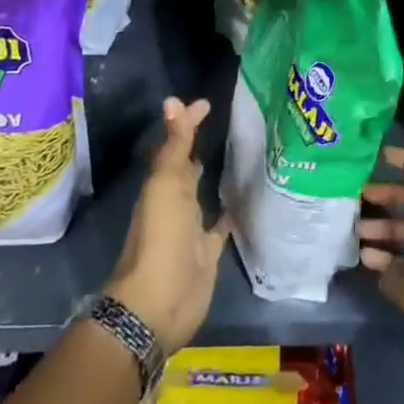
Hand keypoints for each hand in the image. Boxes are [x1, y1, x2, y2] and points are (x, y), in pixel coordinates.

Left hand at [104, 97, 229, 352]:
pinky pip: (219, 228)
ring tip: (243, 157)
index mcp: (163, 184)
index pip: (176, 144)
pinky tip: (245, 203)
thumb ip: (174, 145)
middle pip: (188, 168)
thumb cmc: (160, 238)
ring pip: (203, 196)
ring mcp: (191, 229)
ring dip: (214, 178)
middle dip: (200, 147)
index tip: (207, 103)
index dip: (188, 123)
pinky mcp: (208, 253)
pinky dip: (229, 215)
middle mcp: (176, 202)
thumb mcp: (166, 185)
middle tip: (228, 124)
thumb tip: (173, 100)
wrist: (159, 303)